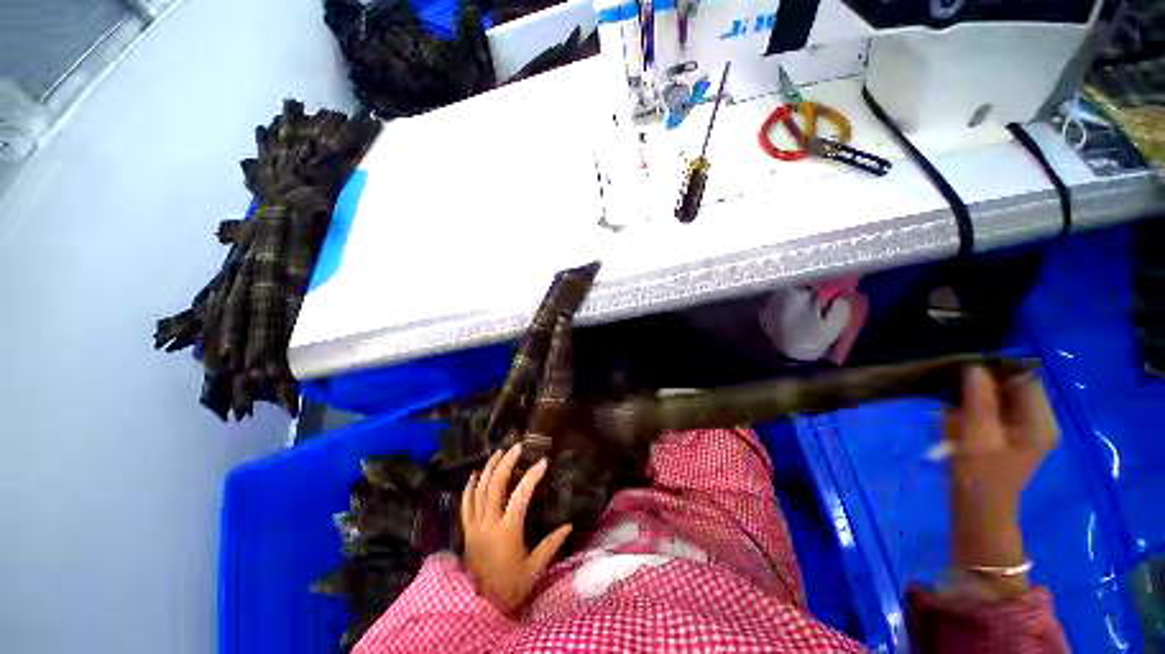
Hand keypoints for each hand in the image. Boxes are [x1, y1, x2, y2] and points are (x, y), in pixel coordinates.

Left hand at [461, 443, 572, 612]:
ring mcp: (474, 527)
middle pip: (495, 485)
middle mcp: (488, 524)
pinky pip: (465, 505)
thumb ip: (551, 545)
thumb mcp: (534, 569)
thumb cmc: (511, 588)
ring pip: (479, 491)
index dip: (532, 475)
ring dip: (488, 468)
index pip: (521, 495)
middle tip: (517, 447)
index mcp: (507, 531)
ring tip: (498, 452)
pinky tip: (474, 474)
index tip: (543, 461)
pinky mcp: (467, 532)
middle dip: (506, 462)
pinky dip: (469, 488)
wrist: (481, 607)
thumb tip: (569, 525)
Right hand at [943, 366, 1058, 598]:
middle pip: (1015, 387)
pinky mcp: (1013, 435)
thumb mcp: (976, 435)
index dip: (998, 370)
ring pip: (1004, 397)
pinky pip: (997, 410)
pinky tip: (960, 415)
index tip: (966, 368)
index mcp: (1040, 422)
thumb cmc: (979, 475)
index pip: (1025, 379)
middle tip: (955, 386)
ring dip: (979, 396)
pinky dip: (978, 407)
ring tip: (955, 403)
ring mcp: (1027, 429)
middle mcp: (1040, 421)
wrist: (978, 509)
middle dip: (985, 384)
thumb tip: (974, 367)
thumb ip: (979, 400)